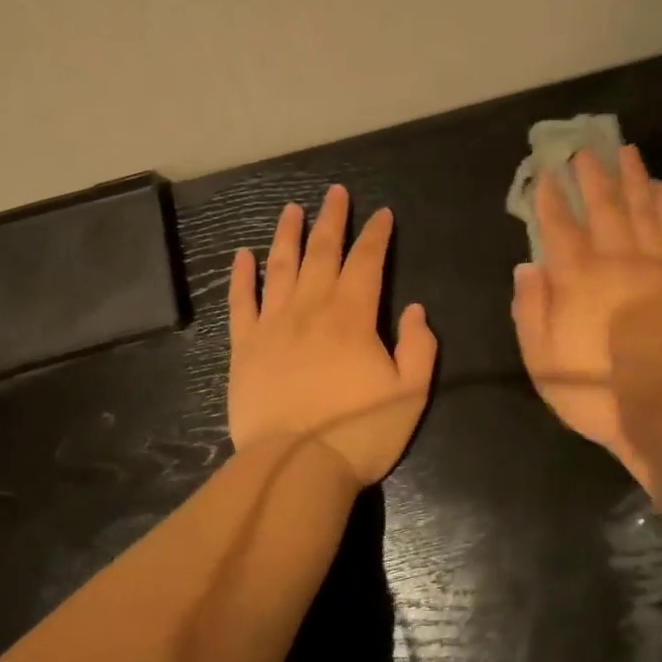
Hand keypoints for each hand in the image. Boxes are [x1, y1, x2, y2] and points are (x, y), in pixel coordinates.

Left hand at [228, 185, 437, 487]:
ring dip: (288, 235)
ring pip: (280, 267)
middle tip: (335, 192)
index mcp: (352, 317)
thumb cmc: (359, 433)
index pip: (367, 262)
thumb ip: (419, 346)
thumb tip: (415, 310)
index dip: (376, 235)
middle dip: (332, 220)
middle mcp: (311, 309)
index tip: (382, 214)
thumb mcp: (410, 393)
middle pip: (322, 253)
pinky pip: (241, 302)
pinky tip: (244, 255)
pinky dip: (243, 275)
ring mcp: (273, 325)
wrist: (295, 469)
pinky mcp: (245, 347)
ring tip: (292, 209)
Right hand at [511, 145, 661, 486]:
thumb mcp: (542, 358)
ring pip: (640, 208)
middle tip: (584, 150)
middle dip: (590, 176)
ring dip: (631, 177)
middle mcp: (613, 259)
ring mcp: (651, 265)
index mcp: (575, 278)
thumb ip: (531, 309)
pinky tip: (661, 187)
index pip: (558, 226)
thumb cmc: (596, 388)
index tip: (544, 173)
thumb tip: (527, 266)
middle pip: (602, 207)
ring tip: (626, 150)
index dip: (549, 198)